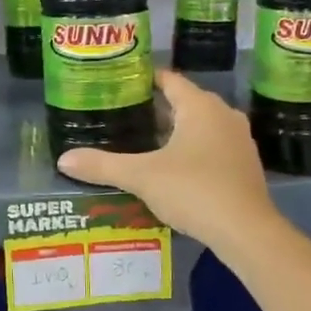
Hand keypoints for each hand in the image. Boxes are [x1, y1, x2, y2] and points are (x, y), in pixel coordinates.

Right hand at [57, 70, 280, 248]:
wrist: (246, 231)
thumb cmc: (194, 190)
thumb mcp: (142, 176)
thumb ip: (103, 165)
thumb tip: (63, 159)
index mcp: (199, 106)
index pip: (168, 79)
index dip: (144, 78)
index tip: (119, 83)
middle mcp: (223, 114)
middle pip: (183, 101)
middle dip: (154, 107)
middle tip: (122, 114)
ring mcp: (238, 139)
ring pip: (198, 125)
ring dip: (173, 131)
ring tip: (141, 140)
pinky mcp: (244, 164)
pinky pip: (211, 145)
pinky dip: (190, 149)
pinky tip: (170, 167)